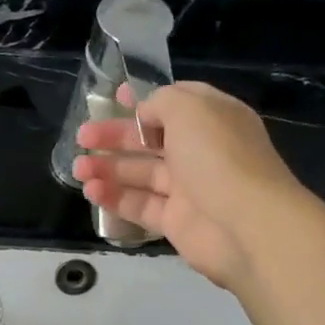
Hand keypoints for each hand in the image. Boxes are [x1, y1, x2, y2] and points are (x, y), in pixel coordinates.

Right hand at [72, 81, 307, 288]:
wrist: (247, 225)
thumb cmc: (219, 157)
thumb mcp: (190, 108)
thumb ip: (162, 101)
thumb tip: (145, 113)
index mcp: (212, 119)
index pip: (174, 104)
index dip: (143, 101)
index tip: (114, 99)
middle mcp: (201, 151)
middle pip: (151, 140)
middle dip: (115, 137)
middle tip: (82, 138)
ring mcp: (189, 189)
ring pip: (142, 174)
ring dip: (108, 169)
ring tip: (77, 170)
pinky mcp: (177, 221)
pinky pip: (141, 205)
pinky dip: (115, 198)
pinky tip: (91, 192)